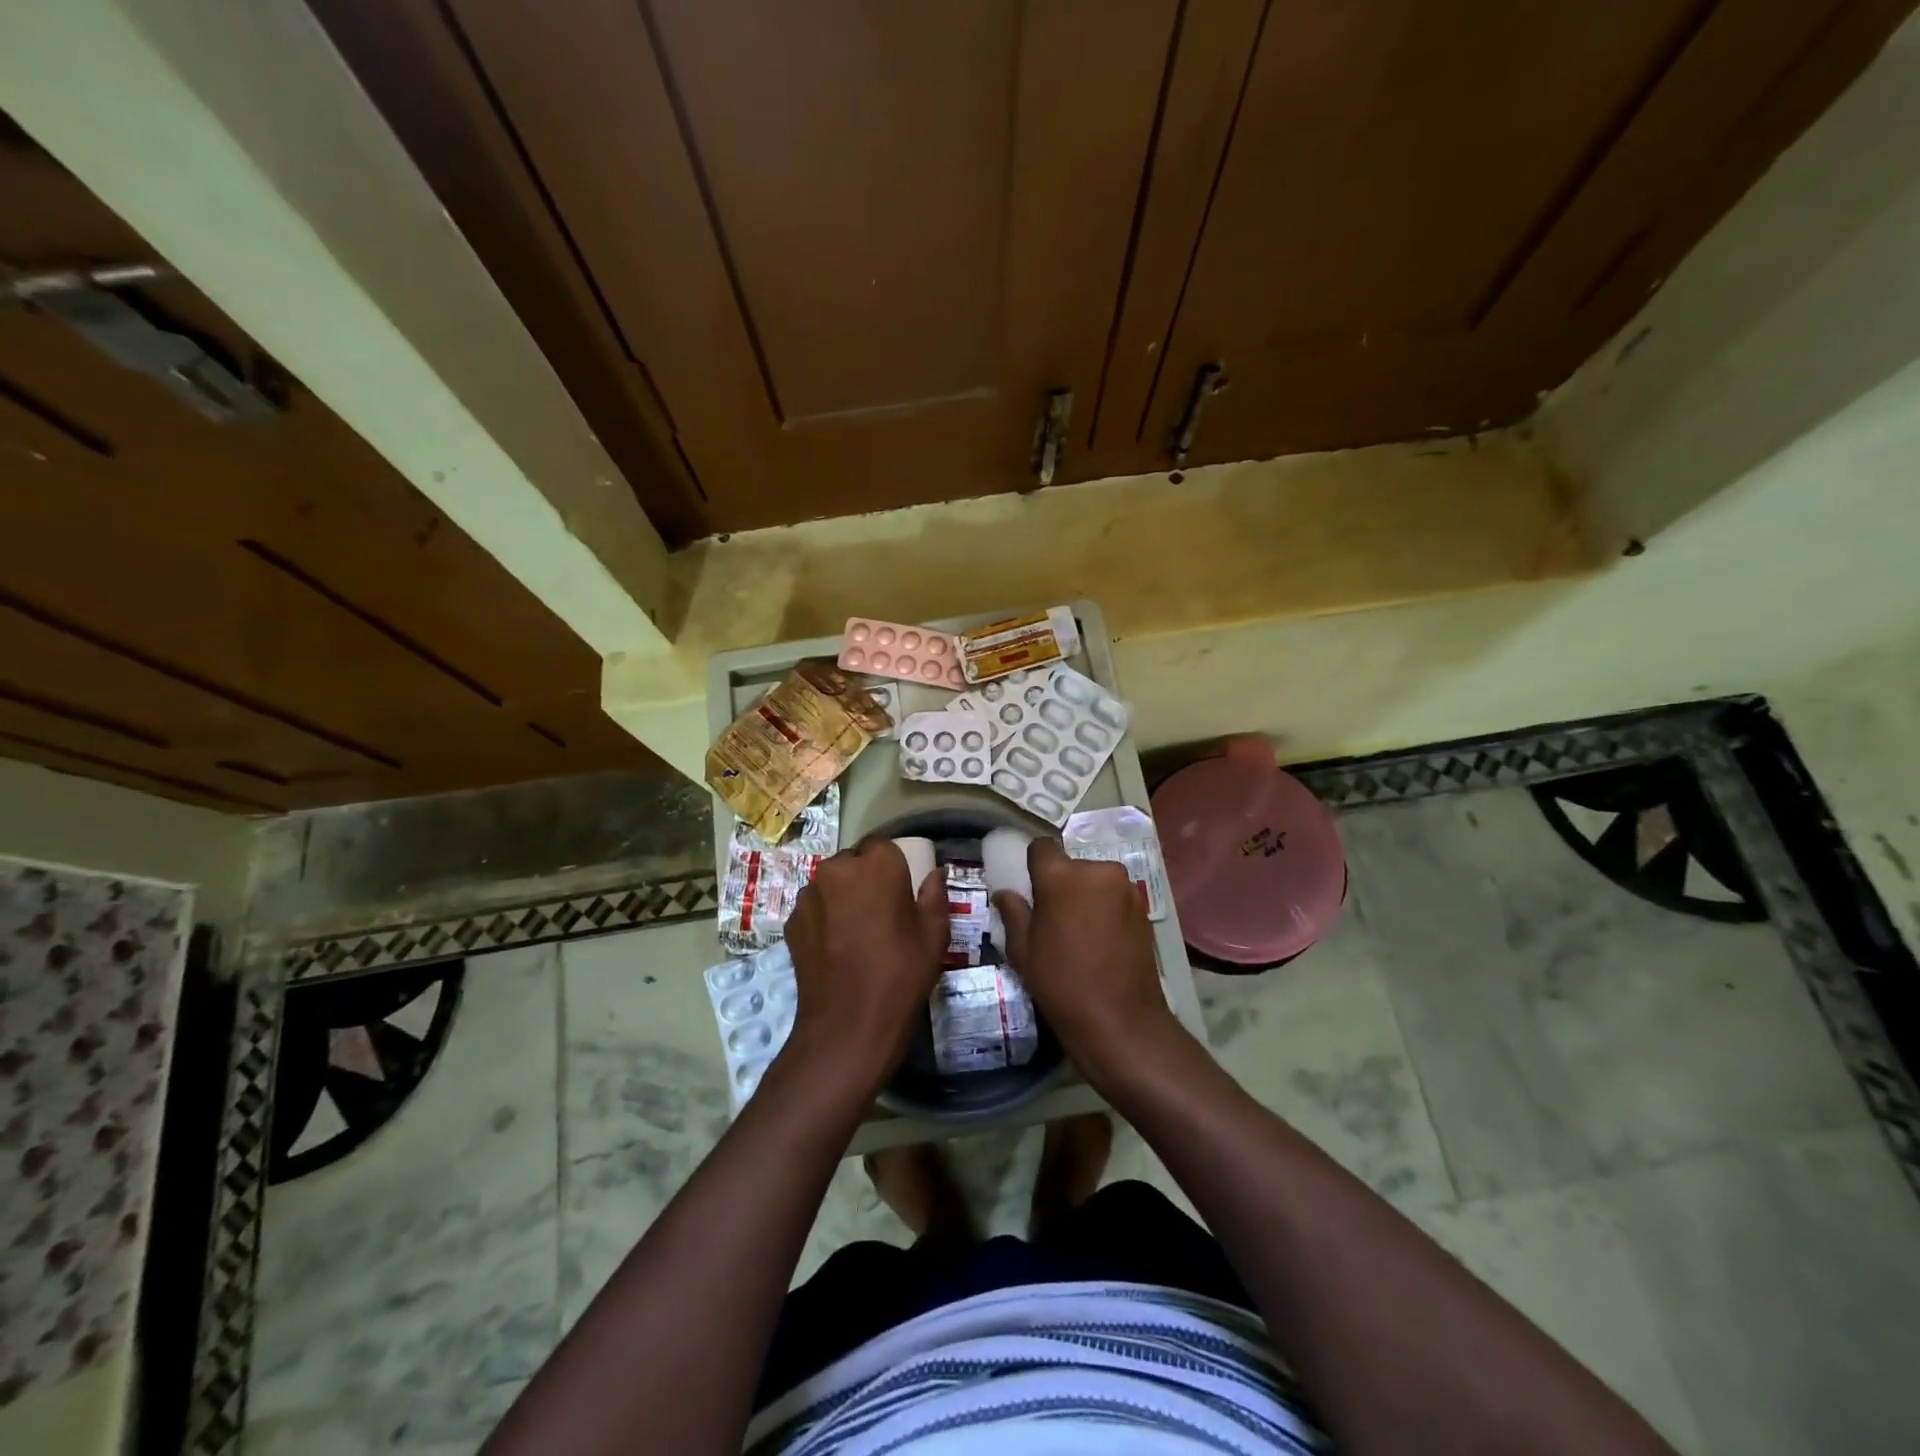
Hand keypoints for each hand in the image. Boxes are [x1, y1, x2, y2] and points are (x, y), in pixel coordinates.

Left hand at [783, 839, 950, 1094]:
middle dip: (864, 879)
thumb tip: (936, 873)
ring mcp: (809, 895)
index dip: (892, 867)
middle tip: (879, 912)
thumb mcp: (933, 935)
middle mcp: (837, 869)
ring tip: (855, 933)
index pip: (884, 847)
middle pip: (853, 862)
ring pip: (830, 884)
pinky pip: (814, 908)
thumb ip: (935, 896)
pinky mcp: (791, 922)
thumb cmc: (901, 974)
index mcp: (876, 865)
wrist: (848, 1025)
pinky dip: (824, 919)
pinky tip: (836, 948)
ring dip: (842, 897)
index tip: (900, 891)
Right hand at [993, 839, 1183, 1088]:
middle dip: (1061, 883)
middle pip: (1071, 865)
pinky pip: (1114, 896)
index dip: (1033, 864)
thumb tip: (1005, 893)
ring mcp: (1125, 887)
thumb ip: (1013, 913)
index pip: (1041, 847)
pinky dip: (1105, 908)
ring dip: (1085, 895)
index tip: (1030, 888)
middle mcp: (1096, 871)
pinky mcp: (1143, 906)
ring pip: (1095, 879)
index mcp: (1061, 876)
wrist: (1120, 1020)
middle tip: (1053, 916)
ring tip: (1079, 931)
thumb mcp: (1023, 951)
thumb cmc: (1062, 983)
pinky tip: (1101, 939)